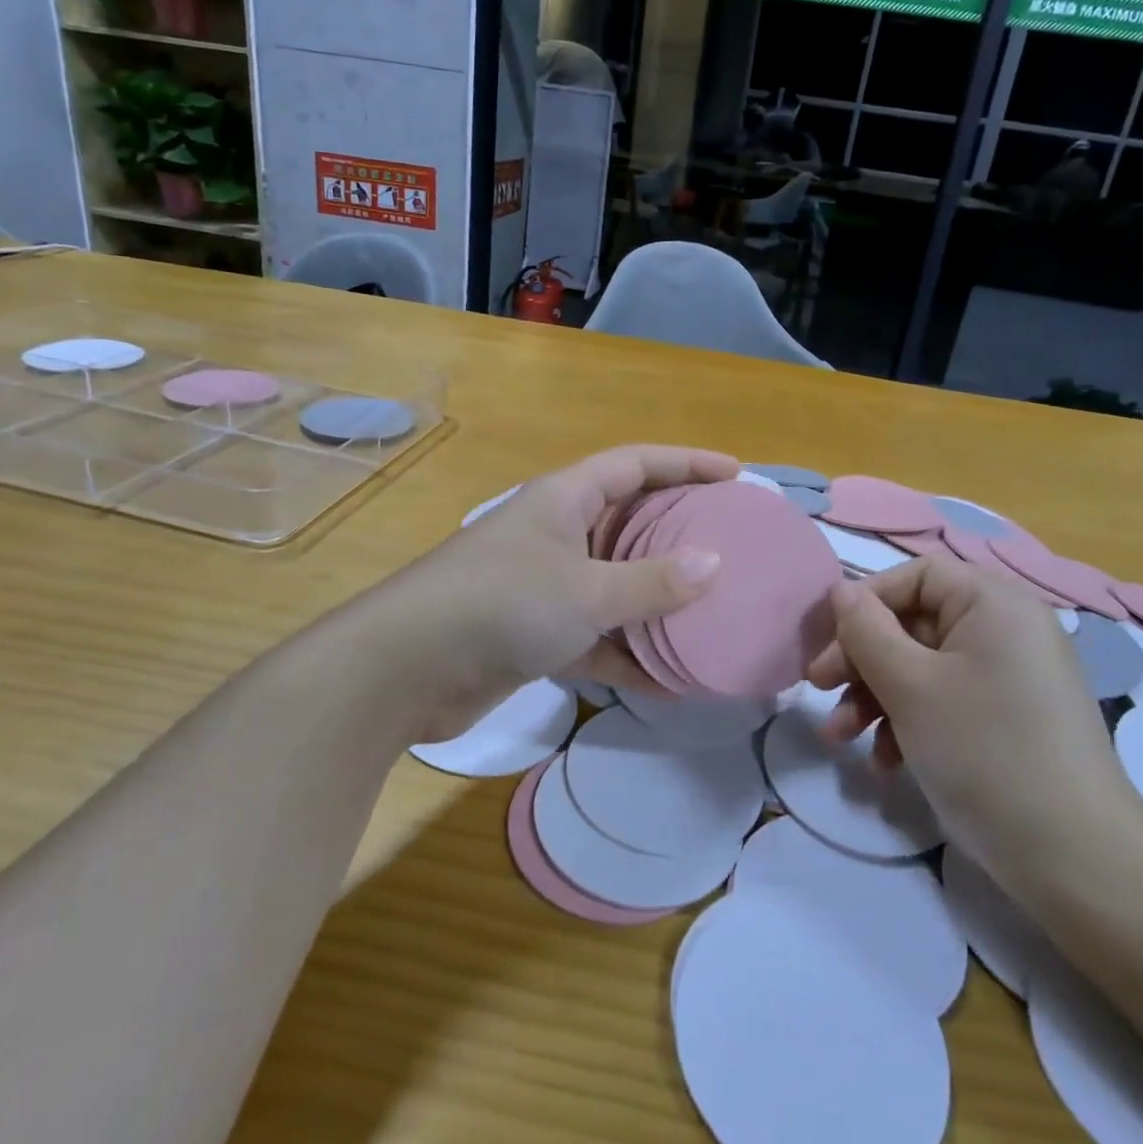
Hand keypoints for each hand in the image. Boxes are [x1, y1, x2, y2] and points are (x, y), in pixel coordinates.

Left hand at [369, 445, 738, 742]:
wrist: (406, 667)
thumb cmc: (501, 603)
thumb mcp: (585, 589)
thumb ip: (651, 582)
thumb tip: (715, 565)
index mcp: (565, 498)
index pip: (636, 464)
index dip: (686, 463)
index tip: (736, 475)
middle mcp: (557, 533)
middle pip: (630, 521)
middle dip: (679, 532)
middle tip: (732, 544)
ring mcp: (546, 584)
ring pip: (616, 583)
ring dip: (658, 600)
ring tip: (713, 611)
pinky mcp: (536, 633)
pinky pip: (597, 635)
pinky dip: (628, 653)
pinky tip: (670, 680)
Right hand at [806, 556, 1142, 890]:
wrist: (1078, 863)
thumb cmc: (984, 751)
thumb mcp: (909, 686)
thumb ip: (865, 630)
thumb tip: (841, 591)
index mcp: (994, 604)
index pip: (916, 576)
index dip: (865, 600)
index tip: (827, 640)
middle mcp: (1007, 631)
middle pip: (914, 623)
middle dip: (861, 660)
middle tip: (818, 689)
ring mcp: (1012, 678)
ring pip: (923, 668)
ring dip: (876, 697)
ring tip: (842, 737)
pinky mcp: (1011, 721)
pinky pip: (947, 701)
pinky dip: (910, 722)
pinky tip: (886, 762)